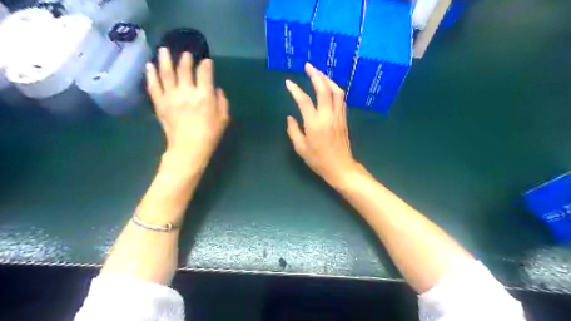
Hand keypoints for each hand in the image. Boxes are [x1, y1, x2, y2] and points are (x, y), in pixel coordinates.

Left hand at [145, 48, 228, 162]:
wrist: (188, 149)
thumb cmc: (210, 135)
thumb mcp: (224, 119)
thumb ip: (223, 102)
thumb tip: (217, 90)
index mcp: (204, 96)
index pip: (204, 74)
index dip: (206, 65)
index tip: (206, 61)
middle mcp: (186, 92)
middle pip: (184, 69)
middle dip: (185, 59)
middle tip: (186, 54)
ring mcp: (170, 97)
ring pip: (166, 73)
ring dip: (165, 60)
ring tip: (163, 50)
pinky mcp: (159, 104)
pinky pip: (153, 86)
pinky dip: (150, 75)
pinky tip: (149, 66)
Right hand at [285, 62, 359, 185]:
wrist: (341, 167)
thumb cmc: (318, 160)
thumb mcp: (301, 148)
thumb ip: (293, 130)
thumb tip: (290, 117)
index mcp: (315, 124)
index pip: (304, 101)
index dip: (295, 90)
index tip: (288, 83)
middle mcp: (328, 116)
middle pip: (324, 89)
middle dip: (316, 75)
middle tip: (308, 66)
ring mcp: (338, 116)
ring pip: (336, 91)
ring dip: (327, 79)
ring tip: (318, 73)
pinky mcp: (344, 119)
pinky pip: (341, 99)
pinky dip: (334, 89)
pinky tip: (329, 87)